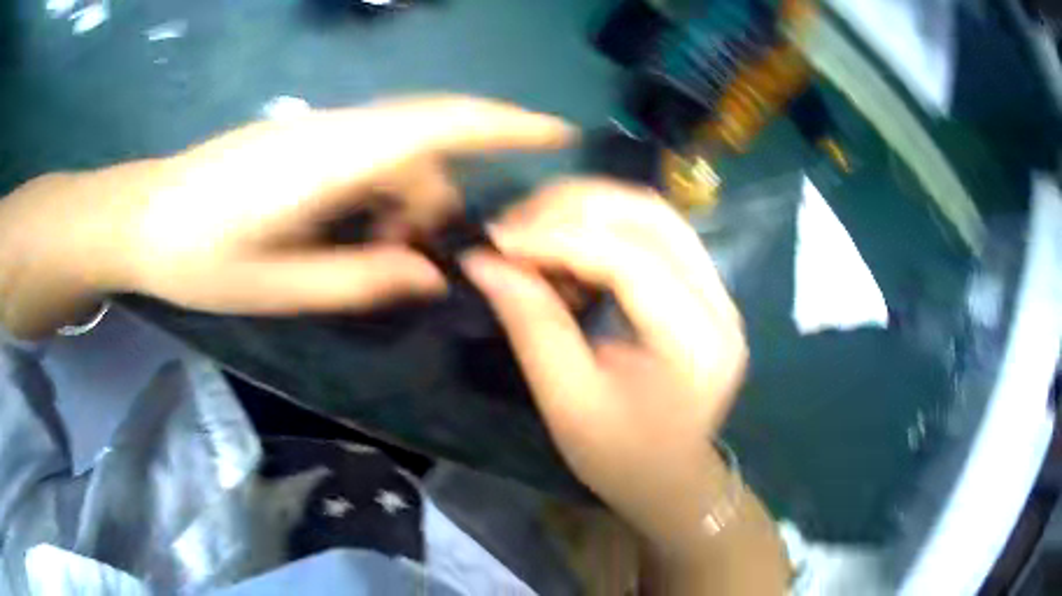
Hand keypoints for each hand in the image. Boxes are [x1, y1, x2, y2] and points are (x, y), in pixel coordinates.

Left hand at [0, 96, 571, 337]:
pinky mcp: (302, 138)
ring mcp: (315, 129)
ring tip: (373, 256)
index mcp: (328, 161)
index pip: (438, 124)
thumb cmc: (196, 257)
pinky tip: (348, 231)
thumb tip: (430, 274)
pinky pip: (366, 153)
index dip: (505, 123)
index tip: (559, 131)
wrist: (141, 217)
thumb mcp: (276, 287)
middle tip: (420, 261)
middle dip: (440, 199)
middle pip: (425, 144)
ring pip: (396, 150)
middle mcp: (332, 131)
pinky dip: (379, 192)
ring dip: (405, 201)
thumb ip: (358, 280)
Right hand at [463, 180, 786, 592]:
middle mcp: (720, 303)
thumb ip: (532, 325)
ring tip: (532, 226)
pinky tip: (566, 243)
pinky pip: (654, 233)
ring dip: (588, 208)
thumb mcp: (569, 403)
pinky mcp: (704, 289)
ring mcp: (718, 291)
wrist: (672, 481)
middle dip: (573, 206)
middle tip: (512, 224)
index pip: (629, 260)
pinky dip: (603, 225)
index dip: (557, 238)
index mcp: (696, 342)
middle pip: (650, 216)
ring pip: (653, 214)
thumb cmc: (622, 459)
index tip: (496, 239)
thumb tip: (483, 263)